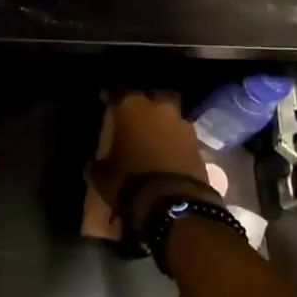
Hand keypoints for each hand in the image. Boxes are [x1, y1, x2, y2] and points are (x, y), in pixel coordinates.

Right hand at [88, 92, 215, 236]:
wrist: (173, 203)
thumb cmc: (129, 182)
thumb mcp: (102, 176)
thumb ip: (100, 163)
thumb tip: (97, 164)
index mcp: (131, 107)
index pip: (116, 93)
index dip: (110, 98)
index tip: (105, 102)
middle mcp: (159, 108)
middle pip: (152, 98)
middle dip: (145, 107)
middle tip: (135, 121)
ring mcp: (182, 124)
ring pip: (169, 117)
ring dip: (162, 126)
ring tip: (153, 141)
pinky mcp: (199, 144)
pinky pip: (182, 138)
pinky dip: (175, 144)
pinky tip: (168, 156)